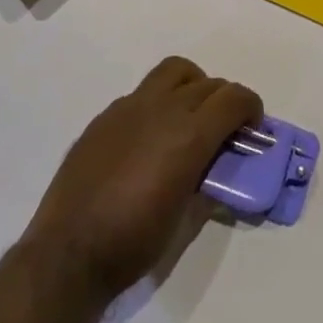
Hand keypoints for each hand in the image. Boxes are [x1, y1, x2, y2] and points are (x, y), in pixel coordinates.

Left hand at [22, 57, 261, 301]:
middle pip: (208, 84)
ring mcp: (130, 106)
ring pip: (174, 72)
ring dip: (193, 86)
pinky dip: (159, 103)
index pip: (233, 98)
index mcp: (189, 135)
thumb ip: (207, 183)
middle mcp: (163, 108)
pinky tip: (150, 137)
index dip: (251, 107)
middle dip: (225, 101)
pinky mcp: (105, 115)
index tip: (253, 127)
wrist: (69, 251)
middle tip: (226, 129)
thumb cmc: (134, 243)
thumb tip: (217, 168)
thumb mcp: (184, 219)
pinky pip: (143, 93)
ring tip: (190, 116)